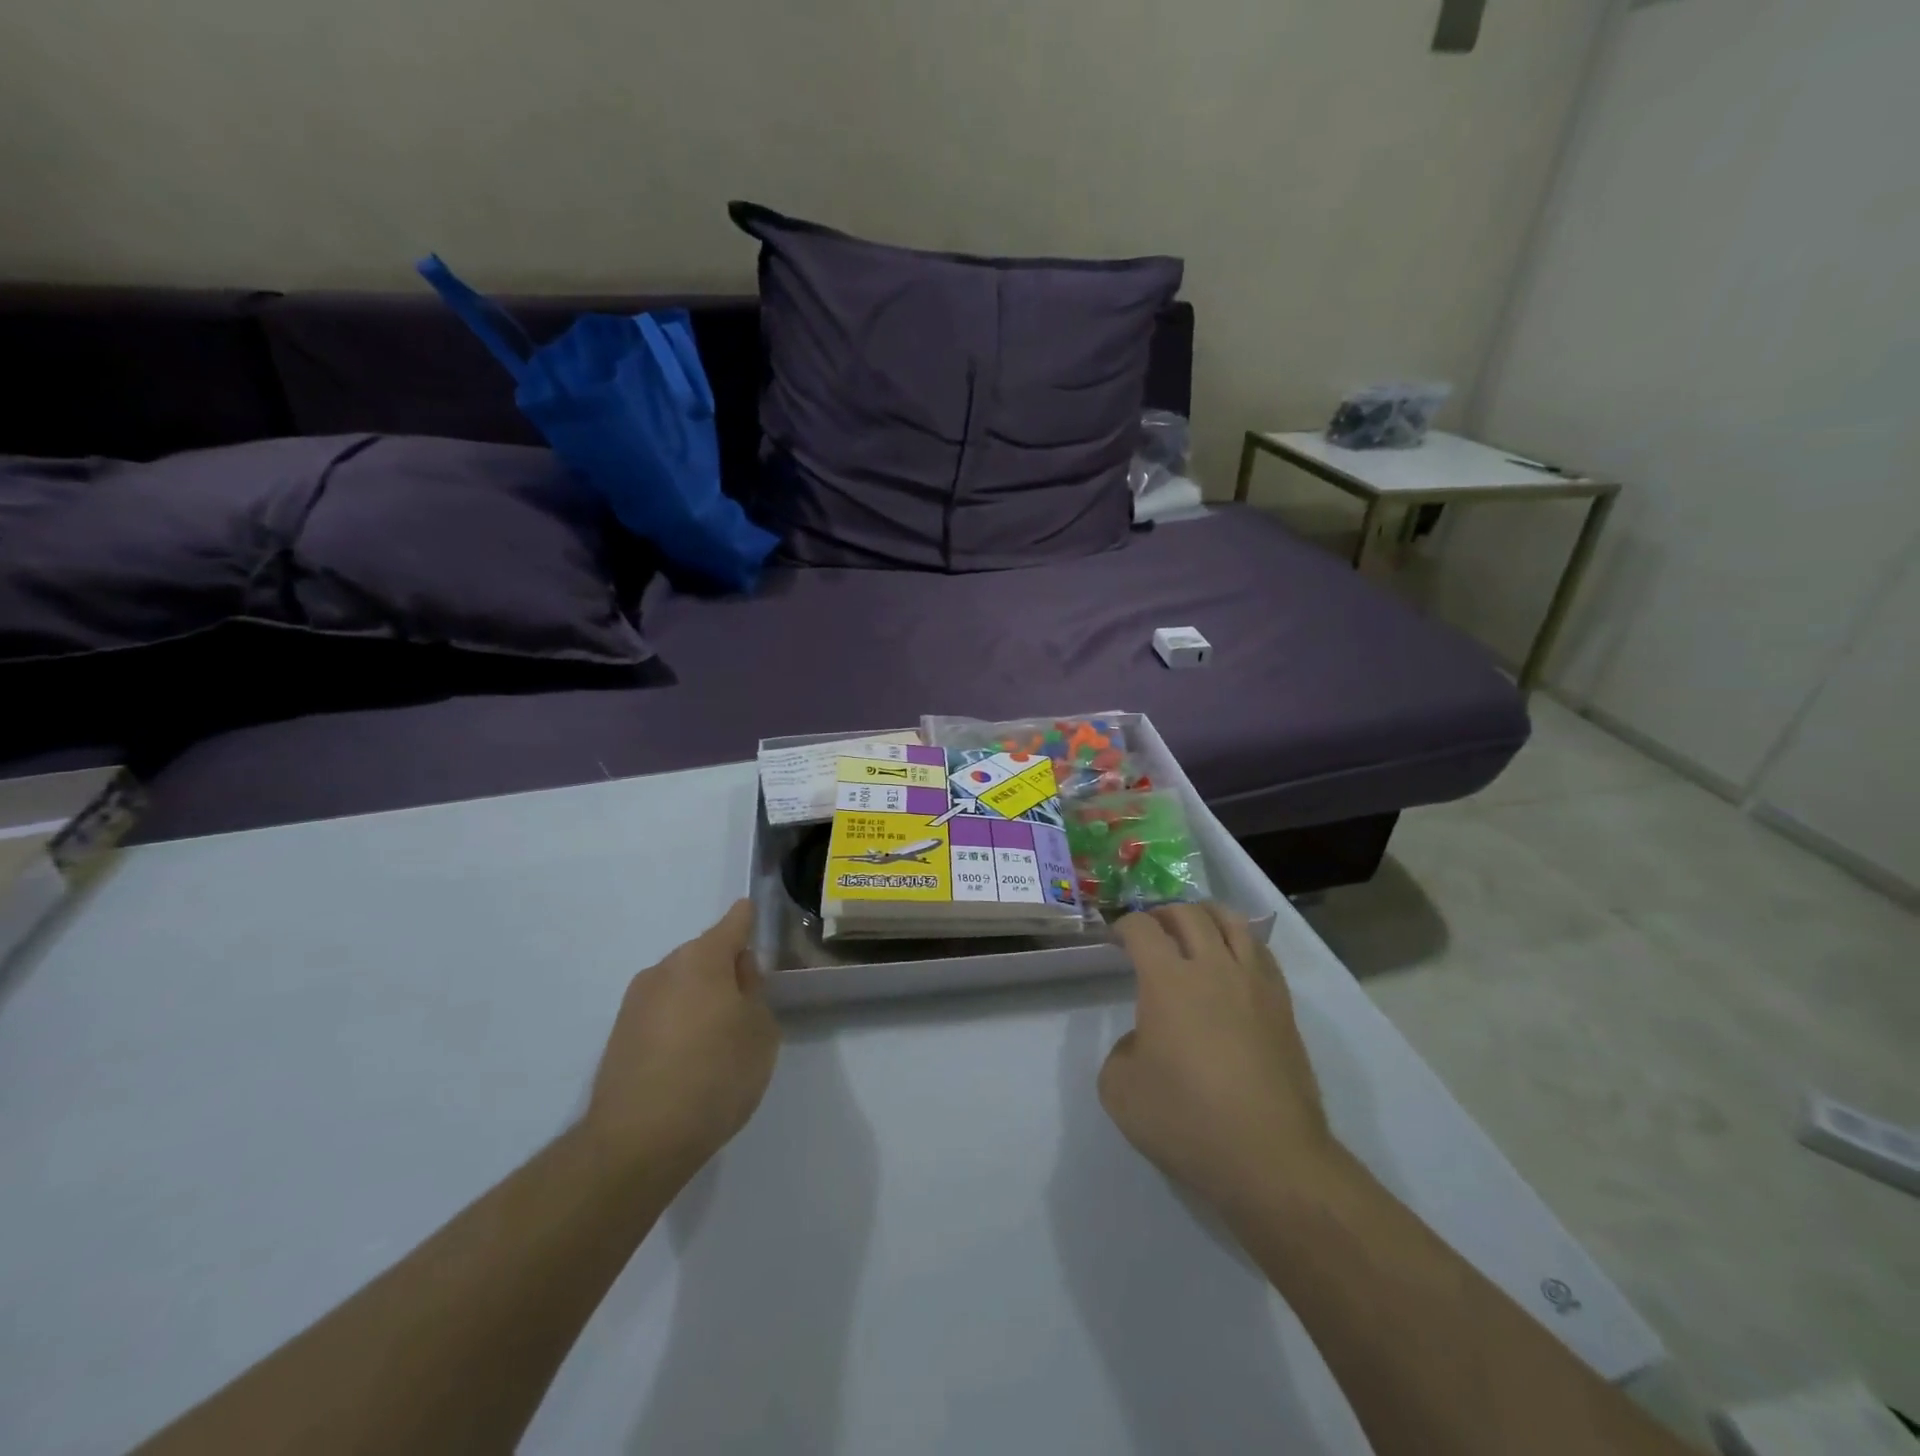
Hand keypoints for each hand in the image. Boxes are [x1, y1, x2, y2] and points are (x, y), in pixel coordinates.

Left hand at [583, 899, 780, 1185]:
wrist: (637, 1141)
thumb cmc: (715, 1075)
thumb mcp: (760, 1032)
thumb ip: (754, 992)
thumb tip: (737, 974)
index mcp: (702, 959)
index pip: (733, 923)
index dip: (747, 919)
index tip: (754, 915)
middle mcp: (663, 970)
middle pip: (704, 955)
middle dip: (725, 968)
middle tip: (748, 1001)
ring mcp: (635, 1003)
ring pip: (681, 985)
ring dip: (700, 998)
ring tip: (719, 1038)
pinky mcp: (619, 1036)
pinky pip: (661, 1014)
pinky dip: (679, 1023)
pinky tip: (690, 1059)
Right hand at [1099, 903, 1339, 1212]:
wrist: (1271, 1159)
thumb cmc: (1188, 1121)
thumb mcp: (1120, 1091)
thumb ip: (1121, 1052)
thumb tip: (1144, 1040)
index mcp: (1168, 981)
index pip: (1143, 929)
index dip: (1124, 925)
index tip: (1116, 939)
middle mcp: (1213, 968)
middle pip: (1189, 914)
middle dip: (1163, 913)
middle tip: (1151, 929)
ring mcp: (1254, 984)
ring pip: (1232, 923)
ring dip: (1206, 916)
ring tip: (1194, 928)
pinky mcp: (1283, 1007)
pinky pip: (1261, 953)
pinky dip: (1240, 942)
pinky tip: (1232, 961)